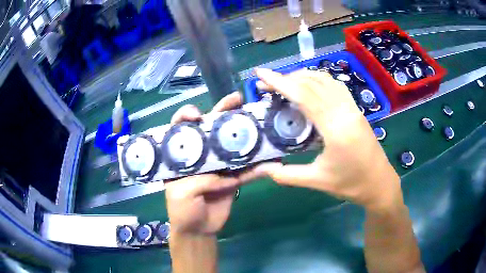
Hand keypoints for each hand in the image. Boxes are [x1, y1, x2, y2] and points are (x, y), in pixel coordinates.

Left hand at [165, 92, 260, 234]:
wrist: (199, 229)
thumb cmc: (182, 211)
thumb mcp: (181, 193)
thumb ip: (199, 179)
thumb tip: (221, 174)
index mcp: (181, 156)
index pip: (180, 130)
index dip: (186, 117)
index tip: (197, 114)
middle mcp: (200, 155)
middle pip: (210, 129)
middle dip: (221, 112)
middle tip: (235, 99)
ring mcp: (219, 165)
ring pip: (231, 145)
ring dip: (244, 132)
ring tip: (257, 117)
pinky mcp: (233, 178)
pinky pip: (247, 170)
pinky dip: (258, 166)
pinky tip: (270, 157)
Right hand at [254, 69, 401, 211]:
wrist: (379, 183)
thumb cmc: (351, 184)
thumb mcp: (317, 181)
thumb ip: (287, 175)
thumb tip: (262, 170)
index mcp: (335, 129)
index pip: (304, 96)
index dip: (280, 82)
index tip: (261, 74)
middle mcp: (345, 111)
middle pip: (313, 83)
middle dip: (287, 78)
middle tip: (267, 84)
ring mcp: (353, 108)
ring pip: (325, 80)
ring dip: (302, 76)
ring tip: (285, 83)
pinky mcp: (356, 109)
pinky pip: (335, 86)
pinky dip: (318, 80)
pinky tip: (309, 86)